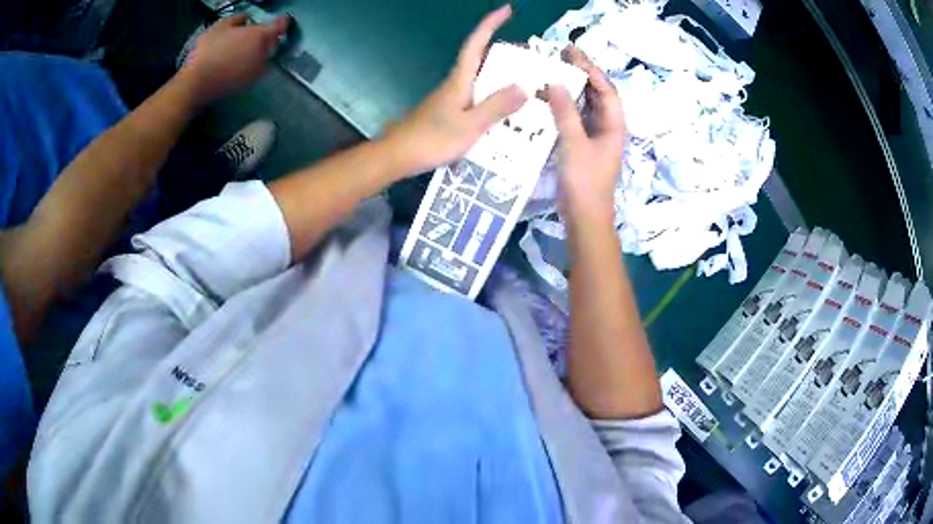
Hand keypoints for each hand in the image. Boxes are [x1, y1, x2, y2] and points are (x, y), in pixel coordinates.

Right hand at [179, 14, 289, 104]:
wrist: (198, 83)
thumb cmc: (209, 50)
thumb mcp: (221, 25)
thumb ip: (237, 18)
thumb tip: (245, 18)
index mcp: (259, 36)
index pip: (279, 28)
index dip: (281, 23)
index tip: (280, 20)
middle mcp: (264, 54)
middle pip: (273, 43)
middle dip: (270, 38)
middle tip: (260, 35)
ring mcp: (257, 71)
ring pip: (266, 58)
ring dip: (262, 53)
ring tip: (250, 50)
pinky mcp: (249, 84)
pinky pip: (256, 71)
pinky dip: (253, 65)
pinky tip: (243, 64)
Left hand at [382, 5, 527, 176]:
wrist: (398, 156)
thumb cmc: (432, 139)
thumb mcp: (470, 125)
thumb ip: (496, 107)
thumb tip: (524, 86)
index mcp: (460, 80)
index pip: (476, 44)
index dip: (490, 24)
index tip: (506, 9)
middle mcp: (456, 84)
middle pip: (481, 59)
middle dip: (505, 52)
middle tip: (531, 57)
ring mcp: (451, 98)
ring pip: (481, 79)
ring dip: (502, 75)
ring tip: (527, 83)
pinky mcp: (449, 112)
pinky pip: (477, 96)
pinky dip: (494, 96)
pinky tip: (505, 112)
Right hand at [547, 46, 626, 217]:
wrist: (585, 218)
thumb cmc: (585, 182)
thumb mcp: (574, 144)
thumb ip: (564, 112)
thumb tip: (554, 82)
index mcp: (613, 124)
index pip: (604, 88)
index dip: (590, 68)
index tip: (571, 51)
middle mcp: (607, 127)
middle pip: (596, 93)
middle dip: (581, 73)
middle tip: (560, 54)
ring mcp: (595, 136)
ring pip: (585, 105)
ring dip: (571, 87)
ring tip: (551, 70)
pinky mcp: (582, 145)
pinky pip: (574, 117)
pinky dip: (563, 105)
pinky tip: (548, 98)